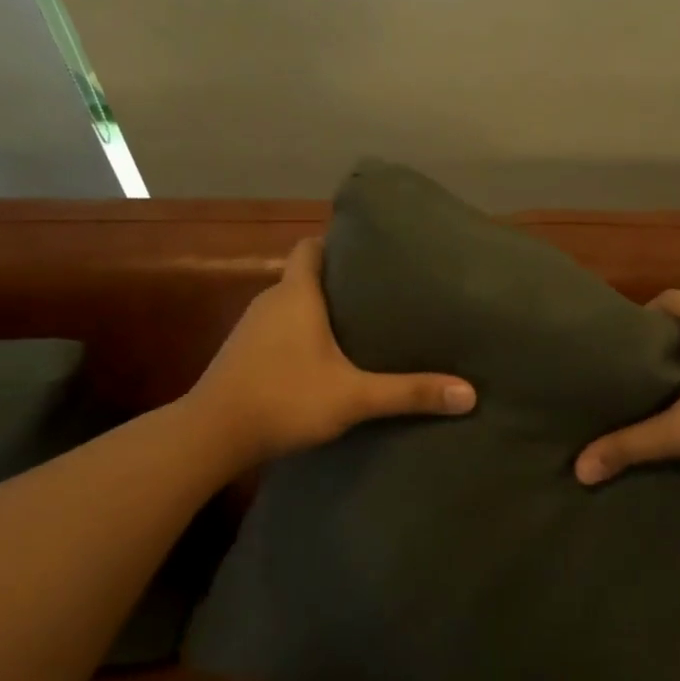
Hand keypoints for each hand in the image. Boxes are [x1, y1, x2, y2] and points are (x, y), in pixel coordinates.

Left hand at [188, 237, 475, 467]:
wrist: (210, 436)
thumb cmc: (284, 398)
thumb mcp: (354, 397)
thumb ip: (409, 393)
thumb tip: (469, 394)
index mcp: (296, 294)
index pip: (311, 247)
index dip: (336, 244)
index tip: (368, 254)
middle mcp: (270, 302)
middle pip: (304, 277)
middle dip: (337, 283)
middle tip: (378, 295)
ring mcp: (250, 329)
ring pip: (289, 307)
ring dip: (316, 313)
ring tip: (357, 328)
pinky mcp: (241, 356)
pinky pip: (276, 333)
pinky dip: (298, 338)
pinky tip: (321, 362)